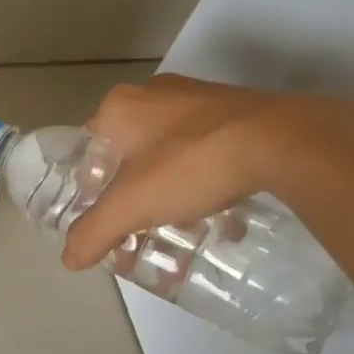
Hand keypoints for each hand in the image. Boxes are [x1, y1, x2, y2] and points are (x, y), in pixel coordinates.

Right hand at [61, 74, 316, 270]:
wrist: (284, 141)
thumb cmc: (189, 165)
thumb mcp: (130, 207)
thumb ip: (94, 233)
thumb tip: (69, 260)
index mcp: (118, 107)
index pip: (90, 148)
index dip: (93, 185)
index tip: (108, 215)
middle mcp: (154, 93)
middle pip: (131, 152)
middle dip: (135, 191)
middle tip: (143, 223)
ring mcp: (200, 97)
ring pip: (172, 150)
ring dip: (172, 187)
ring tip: (184, 223)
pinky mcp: (240, 108)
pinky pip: (210, 147)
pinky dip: (209, 177)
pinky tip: (223, 210)